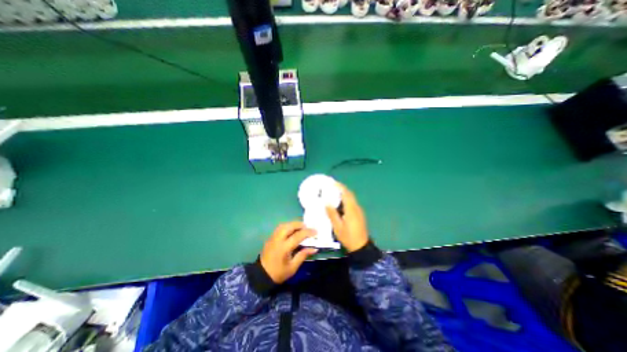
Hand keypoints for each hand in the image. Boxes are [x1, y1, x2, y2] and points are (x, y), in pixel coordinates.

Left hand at [260, 223, 318, 283]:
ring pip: (283, 225)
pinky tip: (292, 230)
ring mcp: (272, 237)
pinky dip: (287, 226)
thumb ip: (303, 255)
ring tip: (300, 227)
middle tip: (307, 227)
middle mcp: (278, 240)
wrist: (261, 276)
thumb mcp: (293, 267)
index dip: (307, 232)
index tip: (315, 232)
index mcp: (284, 248)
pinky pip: (279, 228)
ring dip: (293, 224)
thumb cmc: (279, 273)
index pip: (297, 236)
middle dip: (299, 224)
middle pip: (289, 226)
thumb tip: (314, 248)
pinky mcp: (270, 238)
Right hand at [326, 183, 368, 251]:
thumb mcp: (337, 227)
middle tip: (332, 186)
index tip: (333, 183)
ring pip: (351, 198)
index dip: (340, 187)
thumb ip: (332, 214)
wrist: (361, 246)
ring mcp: (359, 211)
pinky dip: (346, 199)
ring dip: (344, 193)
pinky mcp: (359, 214)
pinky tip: (340, 203)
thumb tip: (327, 203)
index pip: (346, 194)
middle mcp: (356, 208)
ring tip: (334, 192)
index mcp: (351, 210)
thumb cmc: (348, 237)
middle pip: (350, 194)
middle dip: (342, 188)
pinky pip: (352, 203)